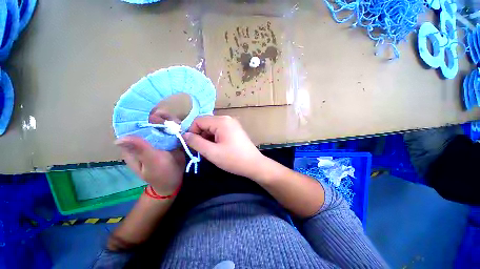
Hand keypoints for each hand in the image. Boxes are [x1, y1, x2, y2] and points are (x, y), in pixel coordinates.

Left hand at [115, 109, 185, 195]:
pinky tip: (181, 128)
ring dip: (169, 121)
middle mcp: (143, 140)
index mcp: (133, 147)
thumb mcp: (152, 163)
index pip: (133, 126)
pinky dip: (175, 126)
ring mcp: (156, 140)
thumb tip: (119, 138)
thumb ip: (141, 150)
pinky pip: (170, 129)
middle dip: (160, 118)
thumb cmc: (162, 175)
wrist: (175, 181)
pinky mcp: (167, 140)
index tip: (155, 115)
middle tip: (172, 122)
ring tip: (178, 125)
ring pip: (160, 124)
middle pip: (148, 122)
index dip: (142, 117)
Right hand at [183, 115, 267, 179]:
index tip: (191, 145)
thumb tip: (184, 135)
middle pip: (206, 123)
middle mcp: (227, 119)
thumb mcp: (211, 152)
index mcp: (221, 121)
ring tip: (210, 150)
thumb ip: (196, 142)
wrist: (254, 164)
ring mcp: (232, 124)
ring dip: (207, 138)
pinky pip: (219, 130)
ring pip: (212, 127)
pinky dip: (214, 138)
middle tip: (201, 150)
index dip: (191, 131)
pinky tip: (217, 148)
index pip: (198, 120)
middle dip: (200, 135)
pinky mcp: (235, 129)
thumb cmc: (233, 159)